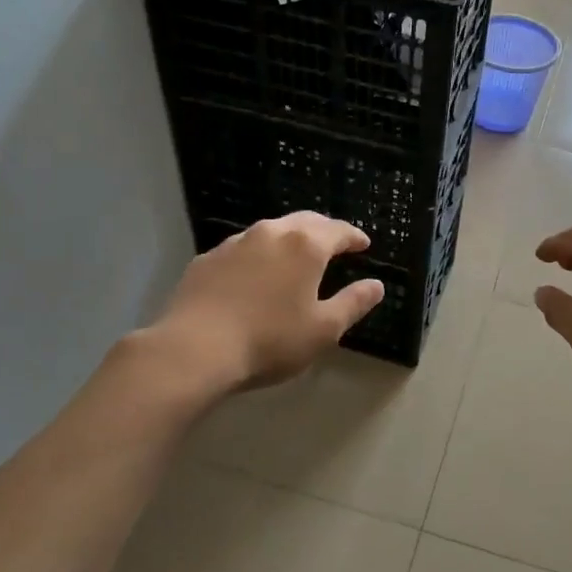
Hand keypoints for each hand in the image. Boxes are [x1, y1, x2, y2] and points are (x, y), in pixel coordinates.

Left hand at [150, 213, 384, 394]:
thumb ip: (353, 303)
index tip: (364, 245)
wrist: (194, 349)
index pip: (338, 230)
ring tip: (296, 257)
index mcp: (305, 246)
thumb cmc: (270, 341)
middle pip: (304, 222)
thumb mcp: (324, 329)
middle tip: (335, 243)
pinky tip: (255, 275)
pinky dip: (258, 255)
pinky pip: (242, 249)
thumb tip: (376, 285)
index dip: (354, 237)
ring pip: (270, 232)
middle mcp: (270, 233)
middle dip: (324, 230)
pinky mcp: (206, 259)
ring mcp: (234, 243)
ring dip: (289, 240)